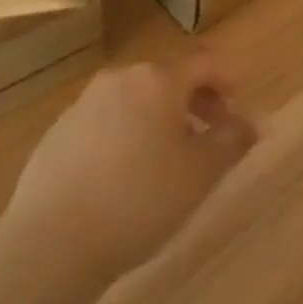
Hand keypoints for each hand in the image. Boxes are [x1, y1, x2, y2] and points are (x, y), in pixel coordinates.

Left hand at [3, 56, 257, 281]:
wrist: (50, 240)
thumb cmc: (139, 199)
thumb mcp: (200, 174)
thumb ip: (232, 141)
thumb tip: (252, 121)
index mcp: (158, 80)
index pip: (202, 63)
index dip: (225, 81)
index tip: (234, 109)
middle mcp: (120, 79)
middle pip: (167, 79)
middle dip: (193, 102)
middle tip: (207, 138)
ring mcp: (84, 103)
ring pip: (134, 101)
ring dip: (158, 120)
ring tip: (166, 163)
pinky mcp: (58, 132)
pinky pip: (104, 123)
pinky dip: (124, 136)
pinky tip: (123, 179)